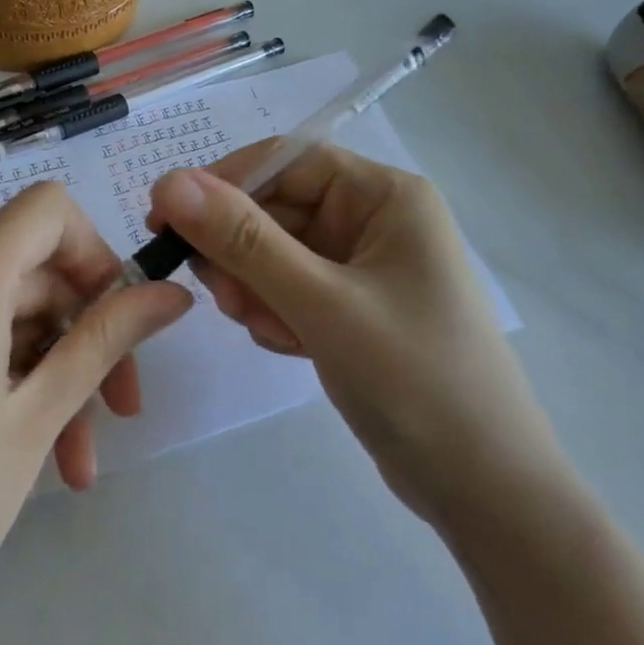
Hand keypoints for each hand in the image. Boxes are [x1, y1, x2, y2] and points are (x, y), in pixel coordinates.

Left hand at [0, 182, 190, 644]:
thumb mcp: (37, 421)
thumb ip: (104, 342)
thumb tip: (172, 293)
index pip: (45, 210)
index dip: (95, 253)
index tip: (123, 319)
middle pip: (29, 276)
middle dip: (83, 339)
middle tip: (118, 416)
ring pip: (3, 320)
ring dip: (50, 377)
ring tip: (76, 462)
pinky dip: (7, 383)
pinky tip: (35, 453)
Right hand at [147, 143, 565, 523]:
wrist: (479, 483)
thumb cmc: (413, 378)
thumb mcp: (320, 303)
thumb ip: (243, 240)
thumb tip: (170, 182)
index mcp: (385, 196)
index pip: (285, 161)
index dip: (221, 185)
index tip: (164, 221)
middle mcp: (374, 220)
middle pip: (274, 210)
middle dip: (240, 254)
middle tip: (225, 301)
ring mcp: (362, 267)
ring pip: (273, 254)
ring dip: (255, 290)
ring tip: (273, 334)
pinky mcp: (350, 309)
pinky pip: (288, 291)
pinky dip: (274, 314)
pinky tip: (291, 347)